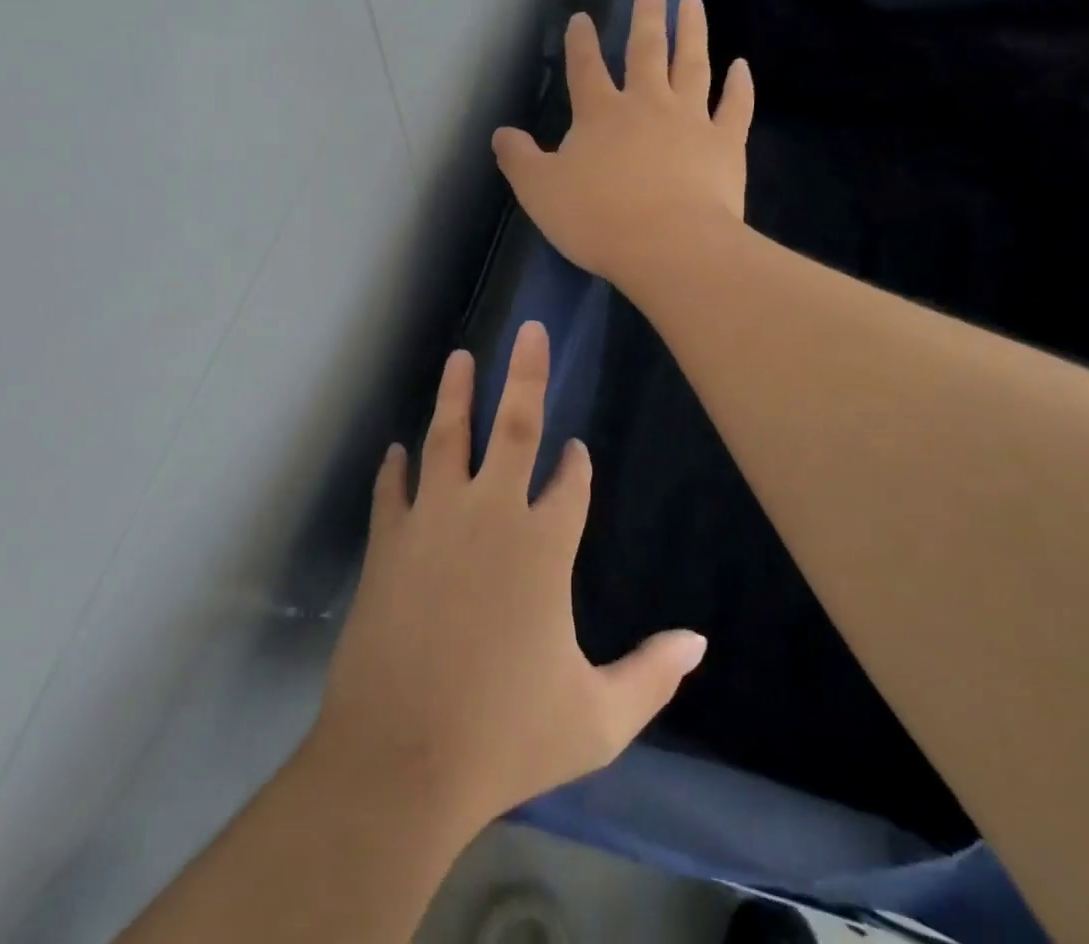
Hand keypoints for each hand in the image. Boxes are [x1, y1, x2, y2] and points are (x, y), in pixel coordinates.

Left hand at [311, 321, 706, 833]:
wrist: (401, 759)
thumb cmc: (506, 736)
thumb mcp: (596, 719)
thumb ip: (652, 676)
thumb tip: (701, 643)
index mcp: (545, 547)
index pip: (571, 483)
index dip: (577, 464)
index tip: (578, 448)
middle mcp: (491, 515)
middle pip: (513, 426)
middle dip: (525, 375)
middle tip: (528, 330)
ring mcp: (434, 520)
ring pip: (447, 437)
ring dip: (456, 395)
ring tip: (460, 358)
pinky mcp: (388, 540)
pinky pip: (393, 490)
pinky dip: (396, 467)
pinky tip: (398, 449)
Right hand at [491, 0, 753, 288]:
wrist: (669, 246)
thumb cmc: (598, 219)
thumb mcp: (541, 192)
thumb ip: (519, 160)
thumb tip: (501, 134)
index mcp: (600, 114)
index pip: (585, 68)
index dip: (581, 42)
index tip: (582, 17)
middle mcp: (646, 104)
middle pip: (646, 49)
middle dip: (647, 15)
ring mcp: (691, 120)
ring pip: (693, 64)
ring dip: (693, 31)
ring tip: (693, 1)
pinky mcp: (725, 144)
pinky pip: (735, 106)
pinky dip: (739, 85)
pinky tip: (741, 66)